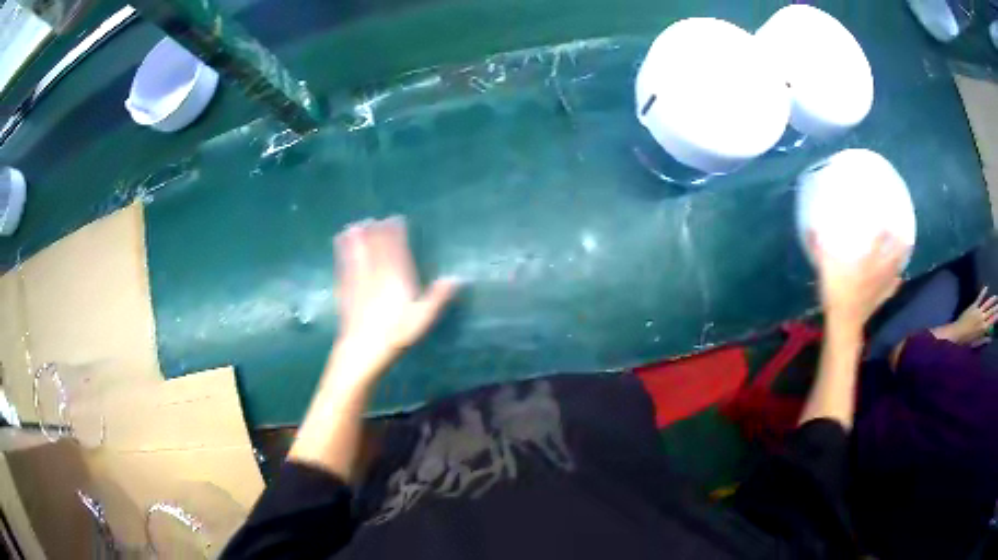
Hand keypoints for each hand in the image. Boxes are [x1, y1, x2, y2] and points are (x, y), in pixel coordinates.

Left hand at [333, 217, 457, 379]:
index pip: (396, 249)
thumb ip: (438, 297)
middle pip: (375, 248)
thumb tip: (457, 278)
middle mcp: (376, 274)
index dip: (395, 233)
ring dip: (356, 239)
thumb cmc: (396, 334)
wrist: (362, 349)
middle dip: (375, 232)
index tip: (394, 219)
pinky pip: (344, 266)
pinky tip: (339, 246)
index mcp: (396, 278)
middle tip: (374, 219)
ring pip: (357, 253)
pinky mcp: (345, 290)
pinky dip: (342, 253)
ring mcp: (358, 281)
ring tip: (354, 225)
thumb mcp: (422, 318)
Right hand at [809, 230, 908, 332]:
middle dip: (901, 242)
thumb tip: (811, 228)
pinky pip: (892, 288)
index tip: (887, 213)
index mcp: (867, 261)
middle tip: (906, 229)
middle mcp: (878, 271)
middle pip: (894, 254)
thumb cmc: (835, 294)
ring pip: (896, 269)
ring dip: (902, 258)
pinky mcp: (880, 298)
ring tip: (907, 247)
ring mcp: (881, 286)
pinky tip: (899, 278)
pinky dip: (896, 281)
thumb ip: (818, 248)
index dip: (884, 226)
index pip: (879, 239)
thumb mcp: (824, 269)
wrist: (844, 324)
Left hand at [938, 287, 997, 345]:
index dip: (995, 318)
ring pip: (987, 304)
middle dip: (995, 308)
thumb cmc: (967, 342)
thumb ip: (984, 340)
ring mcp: (978, 311)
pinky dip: (983, 292)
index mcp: (983, 329)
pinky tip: (986, 287)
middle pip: (990, 312)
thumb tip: (990, 339)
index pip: (991, 322)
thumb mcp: (976, 343)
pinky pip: (979, 298)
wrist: (958, 334)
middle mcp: (982, 318)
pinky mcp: (974, 306)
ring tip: (996, 297)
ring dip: (992, 300)